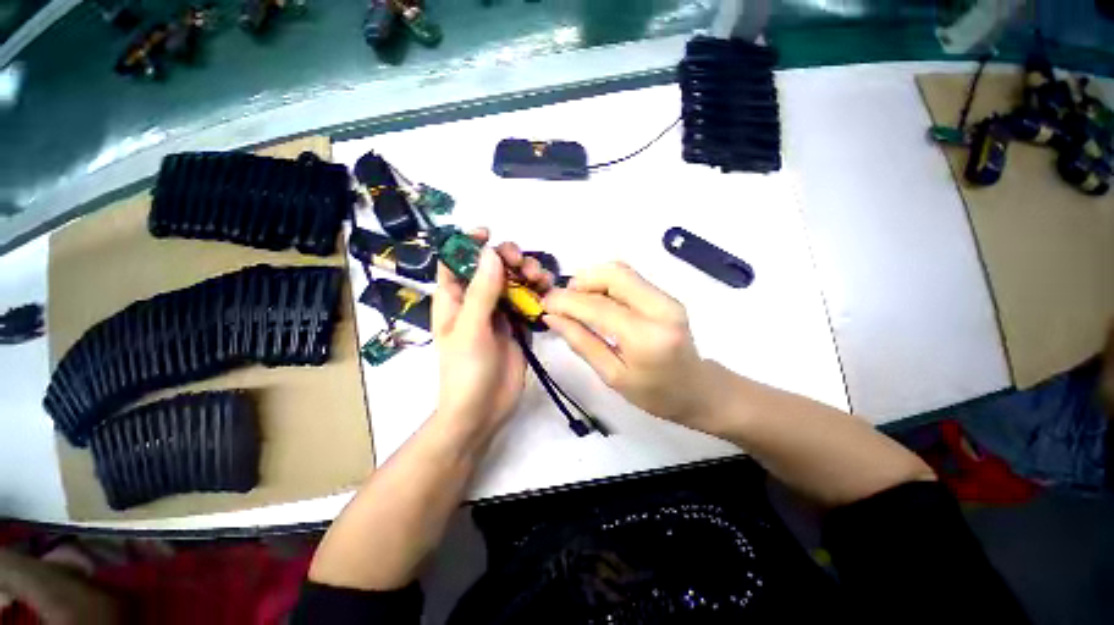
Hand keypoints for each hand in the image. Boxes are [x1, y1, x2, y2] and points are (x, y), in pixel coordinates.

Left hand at [431, 231, 552, 443]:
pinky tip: (548, 293)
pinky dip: (538, 293)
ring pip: (513, 281)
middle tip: (523, 264)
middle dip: (508, 258)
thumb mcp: (471, 330)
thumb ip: (482, 292)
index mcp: (454, 299)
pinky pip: (528, 300)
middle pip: (491, 267)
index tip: (489, 233)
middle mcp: (476, 301)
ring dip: (528, 273)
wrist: (484, 410)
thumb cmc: (467, 371)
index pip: (455, 261)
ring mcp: (499, 312)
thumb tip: (491, 253)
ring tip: (540, 279)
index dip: (467, 243)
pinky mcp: (518, 324)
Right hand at [542, 262, 712, 428]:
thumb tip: (552, 318)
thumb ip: (581, 343)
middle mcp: (661, 308)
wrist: (698, 391)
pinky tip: (596, 301)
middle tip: (562, 301)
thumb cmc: (655, 394)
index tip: (544, 303)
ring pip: (621, 271)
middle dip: (580, 281)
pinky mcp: (666, 295)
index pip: (598, 306)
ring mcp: (667, 298)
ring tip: (576, 301)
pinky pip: (629, 278)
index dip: (567, 301)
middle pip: (613, 274)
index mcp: (647, 338)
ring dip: (592, 279)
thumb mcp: (612, 376)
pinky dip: (606, 283)